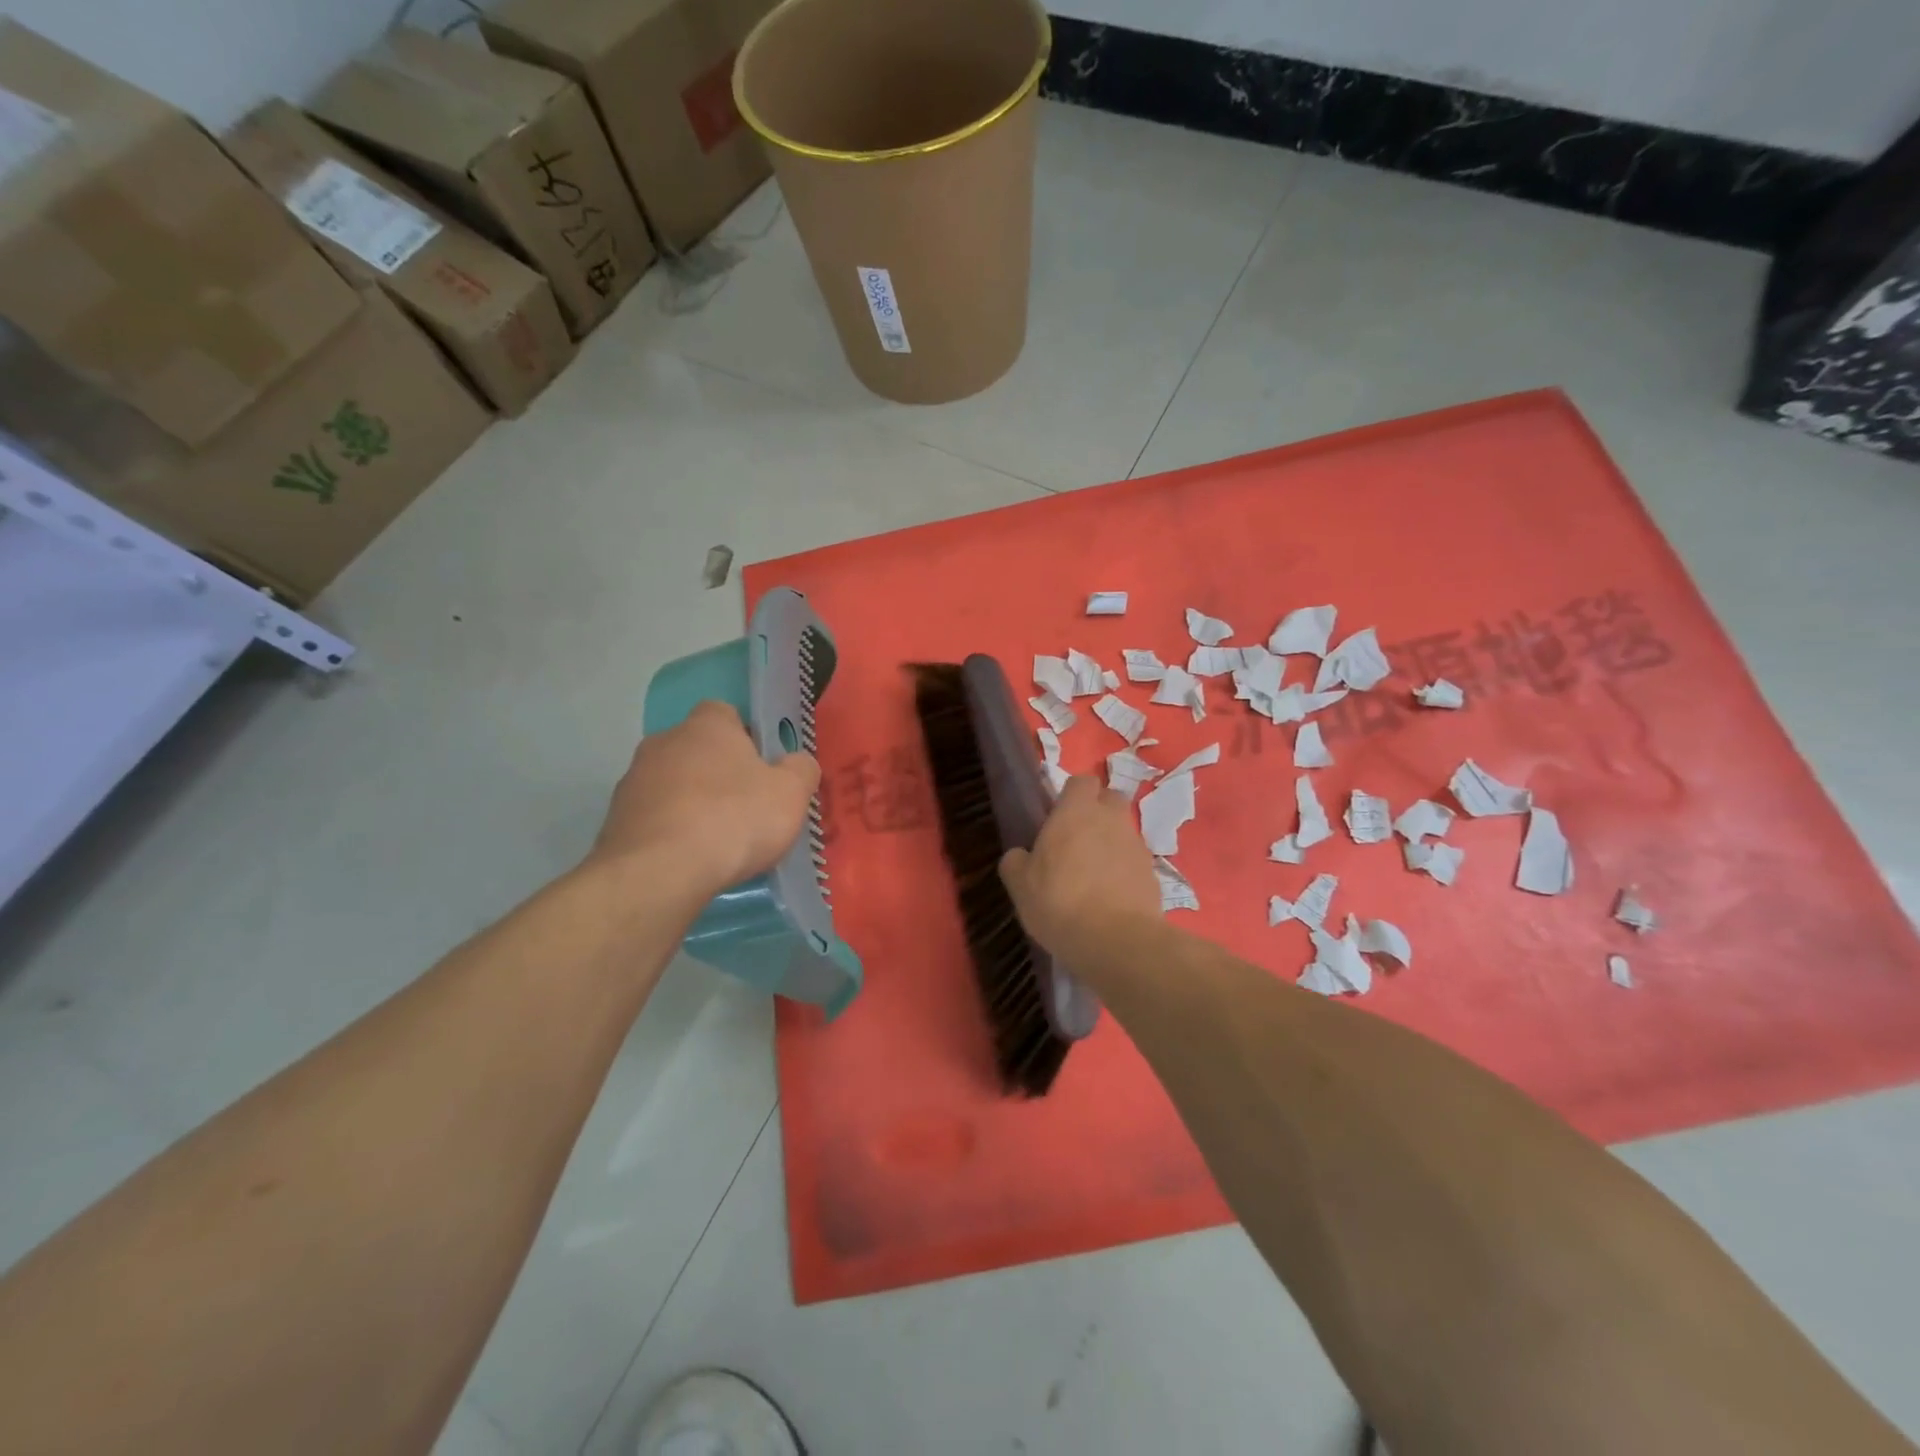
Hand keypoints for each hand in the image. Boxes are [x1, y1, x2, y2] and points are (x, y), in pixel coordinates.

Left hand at [590, 700, 819, 893]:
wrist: (659, 873)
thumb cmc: (733, 820)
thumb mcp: (791, 794)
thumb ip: (801, 770)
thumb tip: (797, 763)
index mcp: (707, 726)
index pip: (725, 714)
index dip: (746, 738)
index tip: (763, 768)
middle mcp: (664, 742)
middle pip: (697, 750)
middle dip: (718, 773)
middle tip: (745, 807)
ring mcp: (633, 781)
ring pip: (672, 784)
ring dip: (691, 803)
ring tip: (716, 841)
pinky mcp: (615, 820)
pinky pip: (653, 818)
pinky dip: (670, 832)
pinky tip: (689, 860)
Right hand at [999, 774, 1160, 960]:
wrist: (1116, 940)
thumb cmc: (1059, 901)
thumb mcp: (1020, 884)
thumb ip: (1016, 861)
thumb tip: (1020, 855)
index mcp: (1076, 811)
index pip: (1082, 781)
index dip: (1071, 795)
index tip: (1058, 816)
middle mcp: (1111, 819)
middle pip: (1110, 799)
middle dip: (1097, 812)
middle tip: (1077, 841)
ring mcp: (1137, 845)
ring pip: (1124, 831)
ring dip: (1111, 844)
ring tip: (1093, 875)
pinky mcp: (1153, 873)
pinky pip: (1135, 861)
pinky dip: (1125, 871)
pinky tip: (1111, 897)